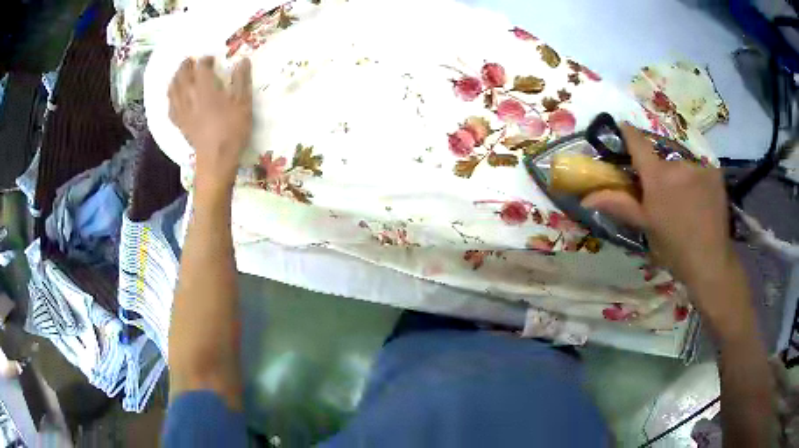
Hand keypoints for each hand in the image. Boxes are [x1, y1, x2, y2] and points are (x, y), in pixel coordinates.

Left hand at [168, 56, 252, 192]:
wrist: (216, 159)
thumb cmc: (232, 130)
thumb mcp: (243, 103)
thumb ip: (241, 80)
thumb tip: (242, 60)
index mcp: (205, 88)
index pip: (201, 67)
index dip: (205, 60)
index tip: (211, 59)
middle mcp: (190, 96)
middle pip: (183, 75)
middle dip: (185, 66)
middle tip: (190, 60)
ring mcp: (182, 111)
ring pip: (173, 89)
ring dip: (175, 78)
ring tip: (179, 74)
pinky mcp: (179, 123)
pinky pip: (170, 107)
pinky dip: (171, 98)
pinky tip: (173, 97)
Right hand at [582, 125, 736, 294]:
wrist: (710, 262)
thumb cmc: (673, 248)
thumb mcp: (645, 226)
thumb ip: (619, 204)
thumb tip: (586, 198)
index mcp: (657, 177)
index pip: (638, 142)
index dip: (629, 133)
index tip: (622, 127)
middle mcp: (678, 164)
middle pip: (662, 158)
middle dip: (660, 172)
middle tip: (664, 196)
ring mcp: (699, 166)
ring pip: (682, 164)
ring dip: (680, 177)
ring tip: (687, 202)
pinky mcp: (715, 172)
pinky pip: (700, 169)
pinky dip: (697, 180)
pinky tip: (701, 200)